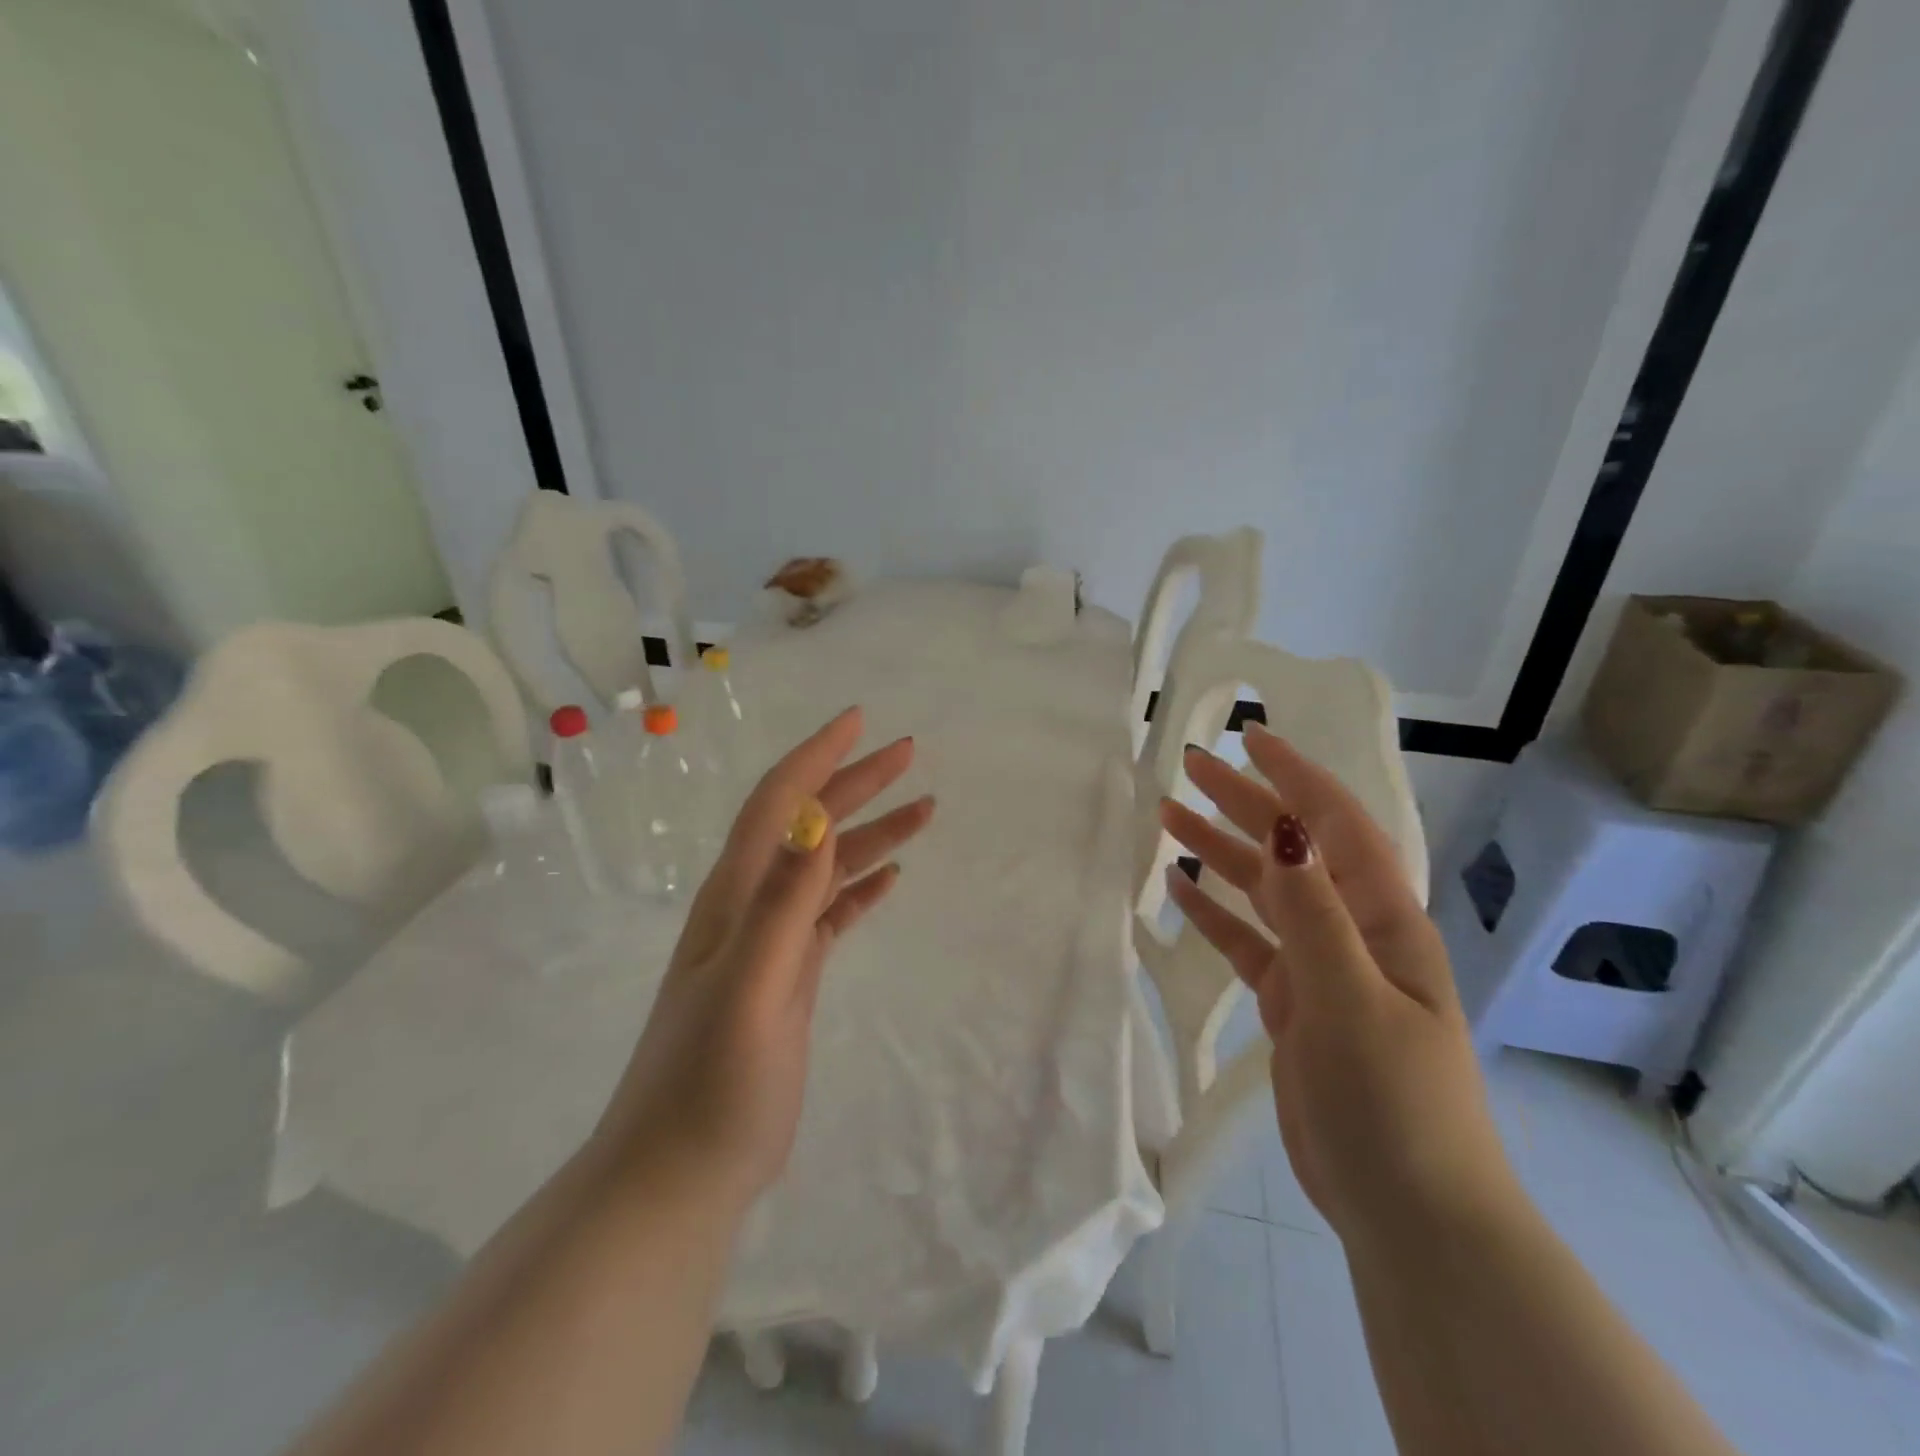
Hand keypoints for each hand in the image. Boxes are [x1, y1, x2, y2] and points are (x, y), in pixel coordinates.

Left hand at [596, 706, 933, 1206]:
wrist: (679, 1174)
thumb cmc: (709, 1086)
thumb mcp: (747, 990)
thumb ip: (779, 904)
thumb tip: (813, 820)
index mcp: (734, 897)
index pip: (778, 804)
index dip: (816, 756)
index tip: (859, 720)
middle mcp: (750, 906)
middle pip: (808, 824)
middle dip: (856, 782)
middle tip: (908, 753)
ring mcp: (770, 943)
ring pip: (827, 867)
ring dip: (871, 833)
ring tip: (923, 810)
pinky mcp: (788, 976)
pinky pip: (830, 914)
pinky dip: (861, 887)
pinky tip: (889, 876)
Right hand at [1159, 722, 1517, 1251]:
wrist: (1408, 1212)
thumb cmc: (1393, 1103)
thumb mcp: (1352, 1000)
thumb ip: (1314, 913)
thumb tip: (1284, 828)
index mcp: (1382, 921)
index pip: (1336, 826)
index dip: (1295, 777)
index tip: (1248, 738)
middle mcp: (1352, 932)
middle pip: (1291, 850)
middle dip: (1243, 802)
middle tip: (1187, 766)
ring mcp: (1321, 969)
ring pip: (1262, 892)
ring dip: (1220, 851)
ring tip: (1168, 817)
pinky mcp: (1293, 1005)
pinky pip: (1247, 943)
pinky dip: (1214, 914)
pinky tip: (1179, 890)